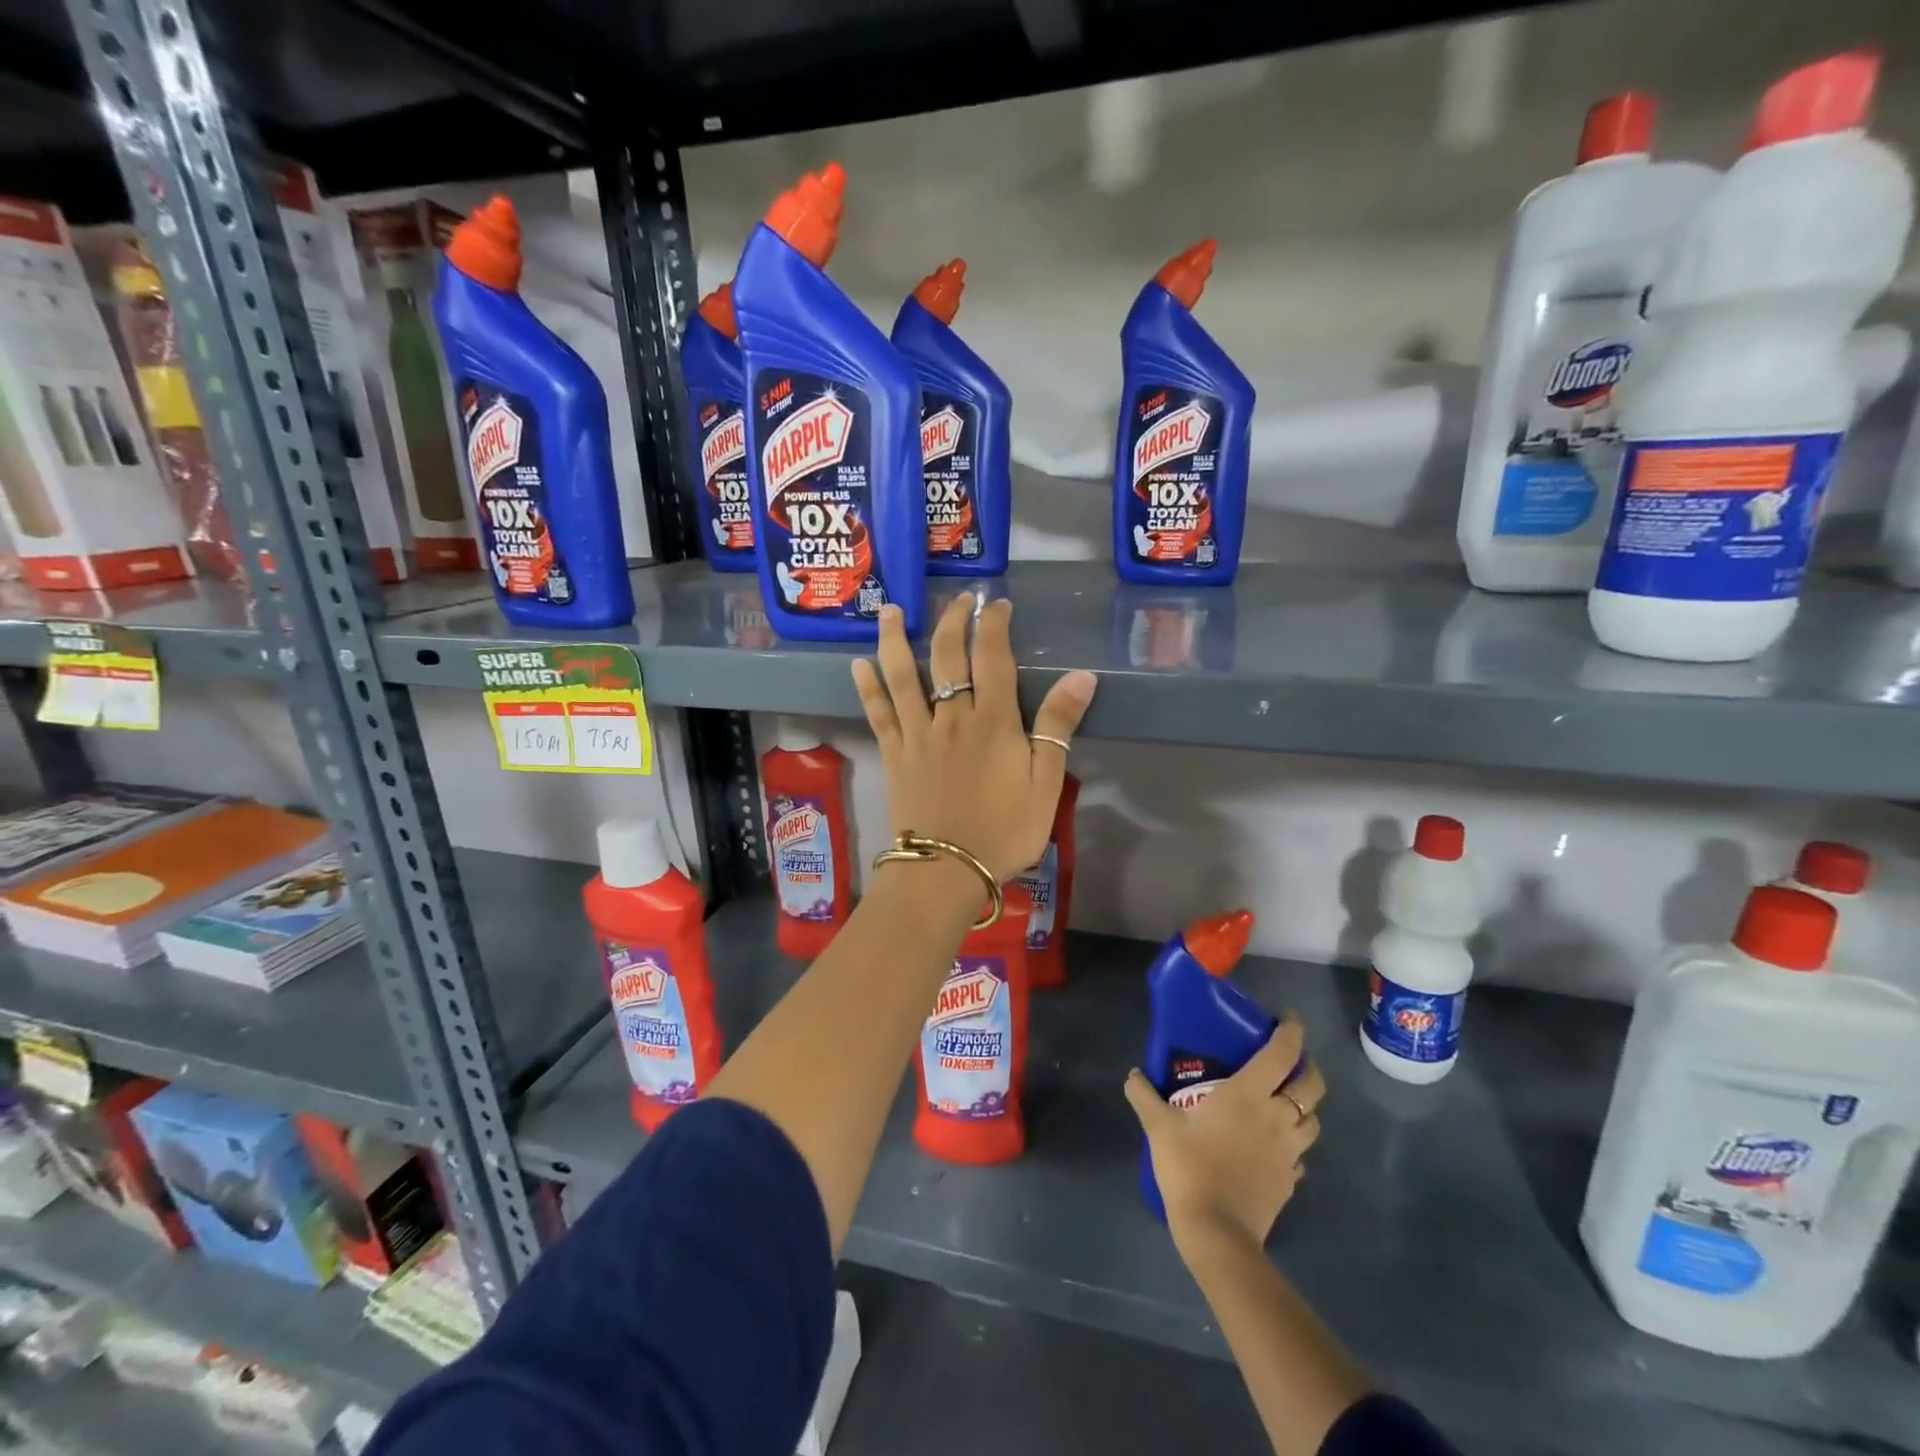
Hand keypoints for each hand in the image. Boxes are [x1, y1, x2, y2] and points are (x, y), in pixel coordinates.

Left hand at [852, 594, 1095, 881]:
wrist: (946, 870)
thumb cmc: (1004, 830)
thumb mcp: (1045, 784)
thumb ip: (1058, 728)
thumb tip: (1082, 677)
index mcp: (992, 720)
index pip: (992, 656)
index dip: (993, 624)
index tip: (995, 603)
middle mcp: (951, 716)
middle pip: (948, 655)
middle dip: (953, 620)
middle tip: (957, 599)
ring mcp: (917, 733)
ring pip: (903, 675)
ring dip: (896, 638)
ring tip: (889, 609)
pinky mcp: (894, 753)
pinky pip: (878, 713)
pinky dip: (868, 687)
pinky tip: (858, 664)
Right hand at [1125, 1016, 1325, 1258]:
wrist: (1217, 1233)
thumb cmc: (1190, 1167)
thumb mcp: (1158, 1127)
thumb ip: (1144, 1095)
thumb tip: (1133, 1074)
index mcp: (1250, 1094)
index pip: (1283, 1052)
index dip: (1291, 1031)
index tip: (1287, 1018)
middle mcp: (1278, 1117)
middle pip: (1312, 1084)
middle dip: (1307, 1066)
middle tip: (1289, 1060)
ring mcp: (1289, 1151)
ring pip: (1313, 1120)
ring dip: (1304, 1106)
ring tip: (1282, 1102)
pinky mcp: (1290, 1181)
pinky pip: (1300, 1154)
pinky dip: (1292, 1143)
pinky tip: (1272, 1147)